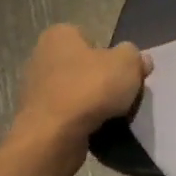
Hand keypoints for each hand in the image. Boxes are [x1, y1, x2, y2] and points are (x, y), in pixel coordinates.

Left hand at [8, 24, 148, 166]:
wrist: (53, 139)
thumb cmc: (90, 88)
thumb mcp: (128, 63)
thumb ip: (136, 57)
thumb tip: (140, 61)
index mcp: (59, 36)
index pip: (91, 37)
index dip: (111, 53)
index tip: (122, 70)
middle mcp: (41, 58)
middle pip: (84, 66)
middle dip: (102, 79)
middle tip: (122, 92)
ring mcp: (35, 92)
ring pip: (76, 92)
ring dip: (93, 102)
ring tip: (113, 114)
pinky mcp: (37, 120)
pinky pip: (68, 115)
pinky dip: (82, 122)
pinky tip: (96, 129)